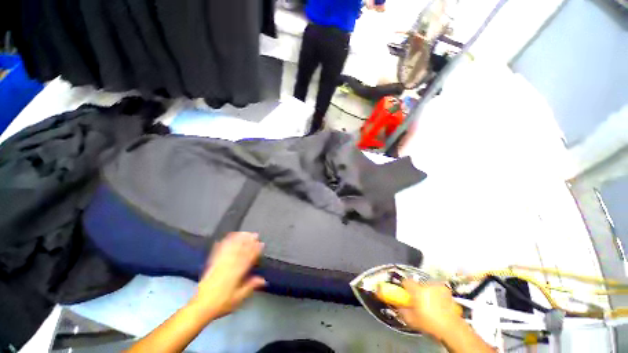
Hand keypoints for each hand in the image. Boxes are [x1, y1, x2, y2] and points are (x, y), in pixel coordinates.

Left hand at [190, 232, 265, 322]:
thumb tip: (263, 280)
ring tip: (244, 233)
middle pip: (239, 251)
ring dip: (237, 240)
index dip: (255, 251)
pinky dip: (223, 244)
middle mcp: (228, 267)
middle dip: (248, 242)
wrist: (201, 307)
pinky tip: (225, 238)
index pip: (247, 259)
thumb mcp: (238, 298)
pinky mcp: (211, 265)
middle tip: (254, 234)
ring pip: (230, 249)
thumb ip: (250, 287)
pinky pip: (218, 252)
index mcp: (236, 275)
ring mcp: (219, 265)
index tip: (261, 244)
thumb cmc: (222, 304)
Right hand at [398, 281, 463, 340]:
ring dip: (427, 292)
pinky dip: (436, 295)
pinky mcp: (447, 291)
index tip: (405, 294)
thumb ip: (402, 310)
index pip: (406, 281)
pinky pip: (437, 290)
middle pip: (418, 284)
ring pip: (428, 286)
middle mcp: (427, 285)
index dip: (404, 287)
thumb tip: (397, 306)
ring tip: (429, 304)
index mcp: (417, 290)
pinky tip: (438, 305)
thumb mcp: (412, 320)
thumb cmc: (430, 324)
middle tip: (417, 302)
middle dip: (417, 291)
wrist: (452, 329)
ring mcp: (438, 287)